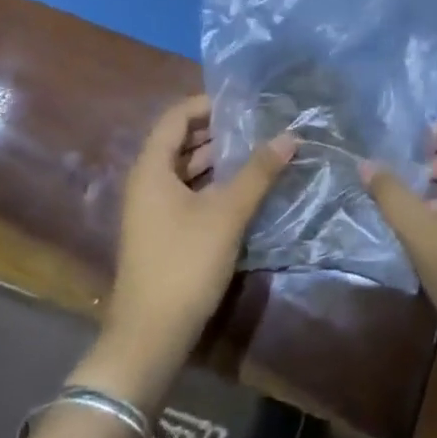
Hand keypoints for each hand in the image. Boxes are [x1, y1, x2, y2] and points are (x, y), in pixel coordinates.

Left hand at [83, 95, 293, 406]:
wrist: (150, 336)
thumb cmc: (185, 263)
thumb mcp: (227, 213)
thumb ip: (259, 171)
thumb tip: (290, 135)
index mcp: (152, 169)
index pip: (176, 117)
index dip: (207, 104)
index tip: (244, 101)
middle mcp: (146, 183)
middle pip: (180, 141)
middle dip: (218, 131)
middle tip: (258, 123)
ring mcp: (152, 210)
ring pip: (185, 170)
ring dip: (218, 159)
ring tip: (258, 151)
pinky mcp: (162, 233)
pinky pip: (187, 193)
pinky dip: (212, 184)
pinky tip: (244, 189)